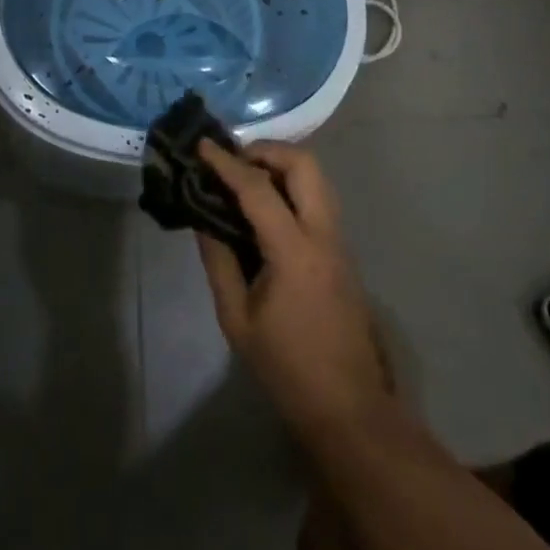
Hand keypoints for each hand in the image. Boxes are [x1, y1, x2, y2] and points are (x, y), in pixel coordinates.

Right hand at [196, 141, 390, 439]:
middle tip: (234, 160)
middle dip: (267, 151)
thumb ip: (219, 260)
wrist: (347, 403)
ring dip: (283, 165)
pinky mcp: (342, 250)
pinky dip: (293, 185)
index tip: (203, 145)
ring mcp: (339, 239)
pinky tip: (267, 205)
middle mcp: (323, 233)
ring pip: (318, 177)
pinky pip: (319, 198)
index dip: (227, 163)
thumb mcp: (237, 317)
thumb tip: (203, 217)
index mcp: (294, 250)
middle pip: (305, 164)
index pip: (258, 189)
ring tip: (246, 178)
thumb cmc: (286, 366)